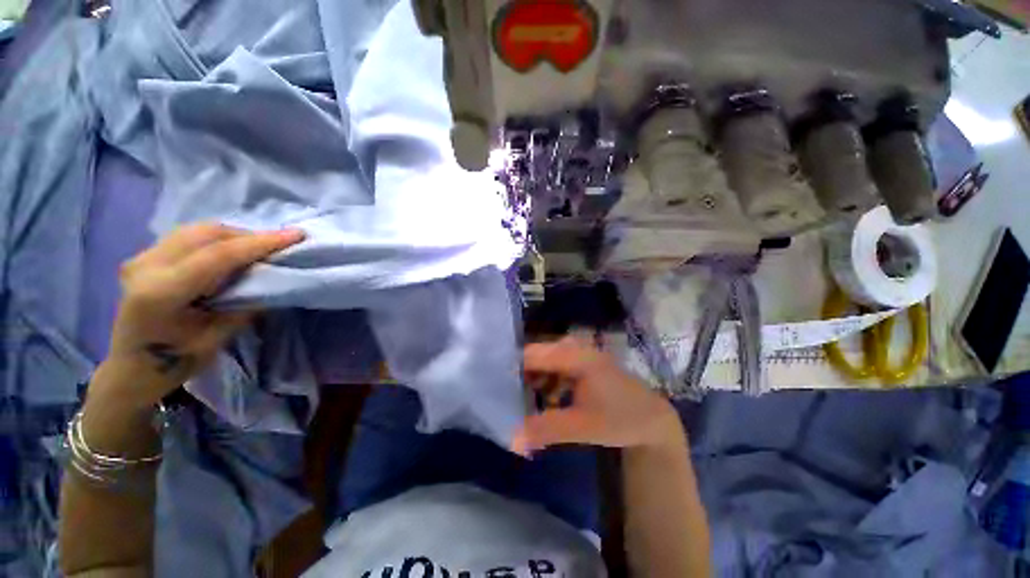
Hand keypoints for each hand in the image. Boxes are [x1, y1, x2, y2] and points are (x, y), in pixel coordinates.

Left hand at [99, 223, 304, 409]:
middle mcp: (146, 266)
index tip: (296, 235)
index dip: (260, 243)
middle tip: (280, 245)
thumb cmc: (176, 361)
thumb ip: (244, 303)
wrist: (131, 369)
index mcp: (161, 291)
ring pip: (197, 230)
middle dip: (248, 236)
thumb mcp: (218, 337)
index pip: (218, 255)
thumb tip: (272, 278)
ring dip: (233, 236)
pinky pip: (188, 236)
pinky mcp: (145, 257)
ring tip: (259, 249)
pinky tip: (231, 252)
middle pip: (206, 234)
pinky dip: (216, 240)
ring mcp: (141, 257)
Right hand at [511, 337, 682, 455]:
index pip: (531, 354)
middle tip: (502, 399)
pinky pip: (553, 371)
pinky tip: (541, 402)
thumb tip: (511, 439)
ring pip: (543, 365)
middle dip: (518, 378)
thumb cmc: (620, 418)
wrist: (651, 420)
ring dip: (531, 383)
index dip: (511, 368)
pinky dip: (544, 385)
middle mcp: (573, 348)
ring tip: (516, 404)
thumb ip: (546, 429)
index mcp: (574, 355)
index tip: (493, 387)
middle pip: (535, 358)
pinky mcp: (579, 365)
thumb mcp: (583, 425)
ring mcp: (577, 355)